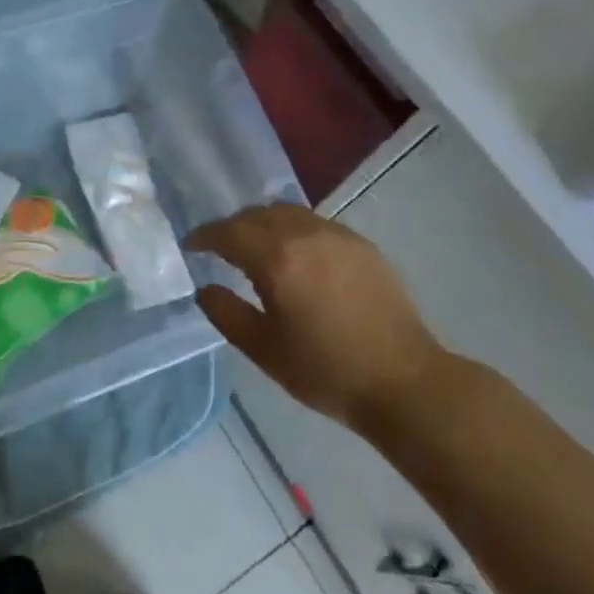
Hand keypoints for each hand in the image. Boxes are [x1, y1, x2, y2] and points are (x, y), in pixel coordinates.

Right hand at [187, 204, 445, 432]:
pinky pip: (314, 223)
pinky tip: (295, 255)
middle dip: (232, 227)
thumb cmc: (325, 371)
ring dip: (263, 223)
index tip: (191, 245)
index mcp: (277, 259)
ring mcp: (337, 235)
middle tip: (219, 248)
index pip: (228, 232)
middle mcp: (305, 234)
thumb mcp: (264, 349)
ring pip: (287, 212)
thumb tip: (204, 289)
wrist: (402, 380)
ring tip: (255, 247)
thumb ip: (226, 313)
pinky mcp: (361, 244)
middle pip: (257, 214)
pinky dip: (293, 229)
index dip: (204, 236)